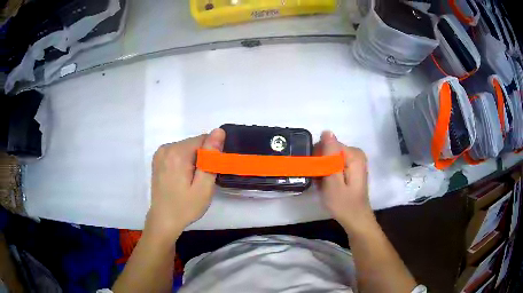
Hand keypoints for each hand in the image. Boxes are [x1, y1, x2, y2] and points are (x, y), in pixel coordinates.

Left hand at [145, 129, 225, 241]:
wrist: (163, 220)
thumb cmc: (186, 207)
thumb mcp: (204, 186)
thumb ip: (211, 157)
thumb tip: (219, 131)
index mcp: (177, 153)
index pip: (204, 139)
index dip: (211, 156)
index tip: (209, 173)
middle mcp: (166, 148)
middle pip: (194, 143)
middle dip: (202, 158)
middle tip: (200, 181)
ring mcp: (160, 153)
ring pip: (186, 148)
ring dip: (193, 160)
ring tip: (190, 181)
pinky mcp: (158, 159)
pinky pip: (177, 152)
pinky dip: (184, 162)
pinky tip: (181, 178)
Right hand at [314, 131, 373, 232]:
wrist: (355, 219)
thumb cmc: (343, 203)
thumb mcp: (332, 180)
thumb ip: (330, 155)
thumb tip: (326, 132)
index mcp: (353, 154)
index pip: (329, 144)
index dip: (319, 158)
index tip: (317, 174)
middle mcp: (356, 154)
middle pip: (331, 151)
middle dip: (321, 164)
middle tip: (320, 182)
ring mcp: (356, 161)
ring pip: (331, 158)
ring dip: (324, 170)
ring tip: (324, 185)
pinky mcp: (353, 168)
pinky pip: (336, 164)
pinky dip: (330, 173)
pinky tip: (329, 185)